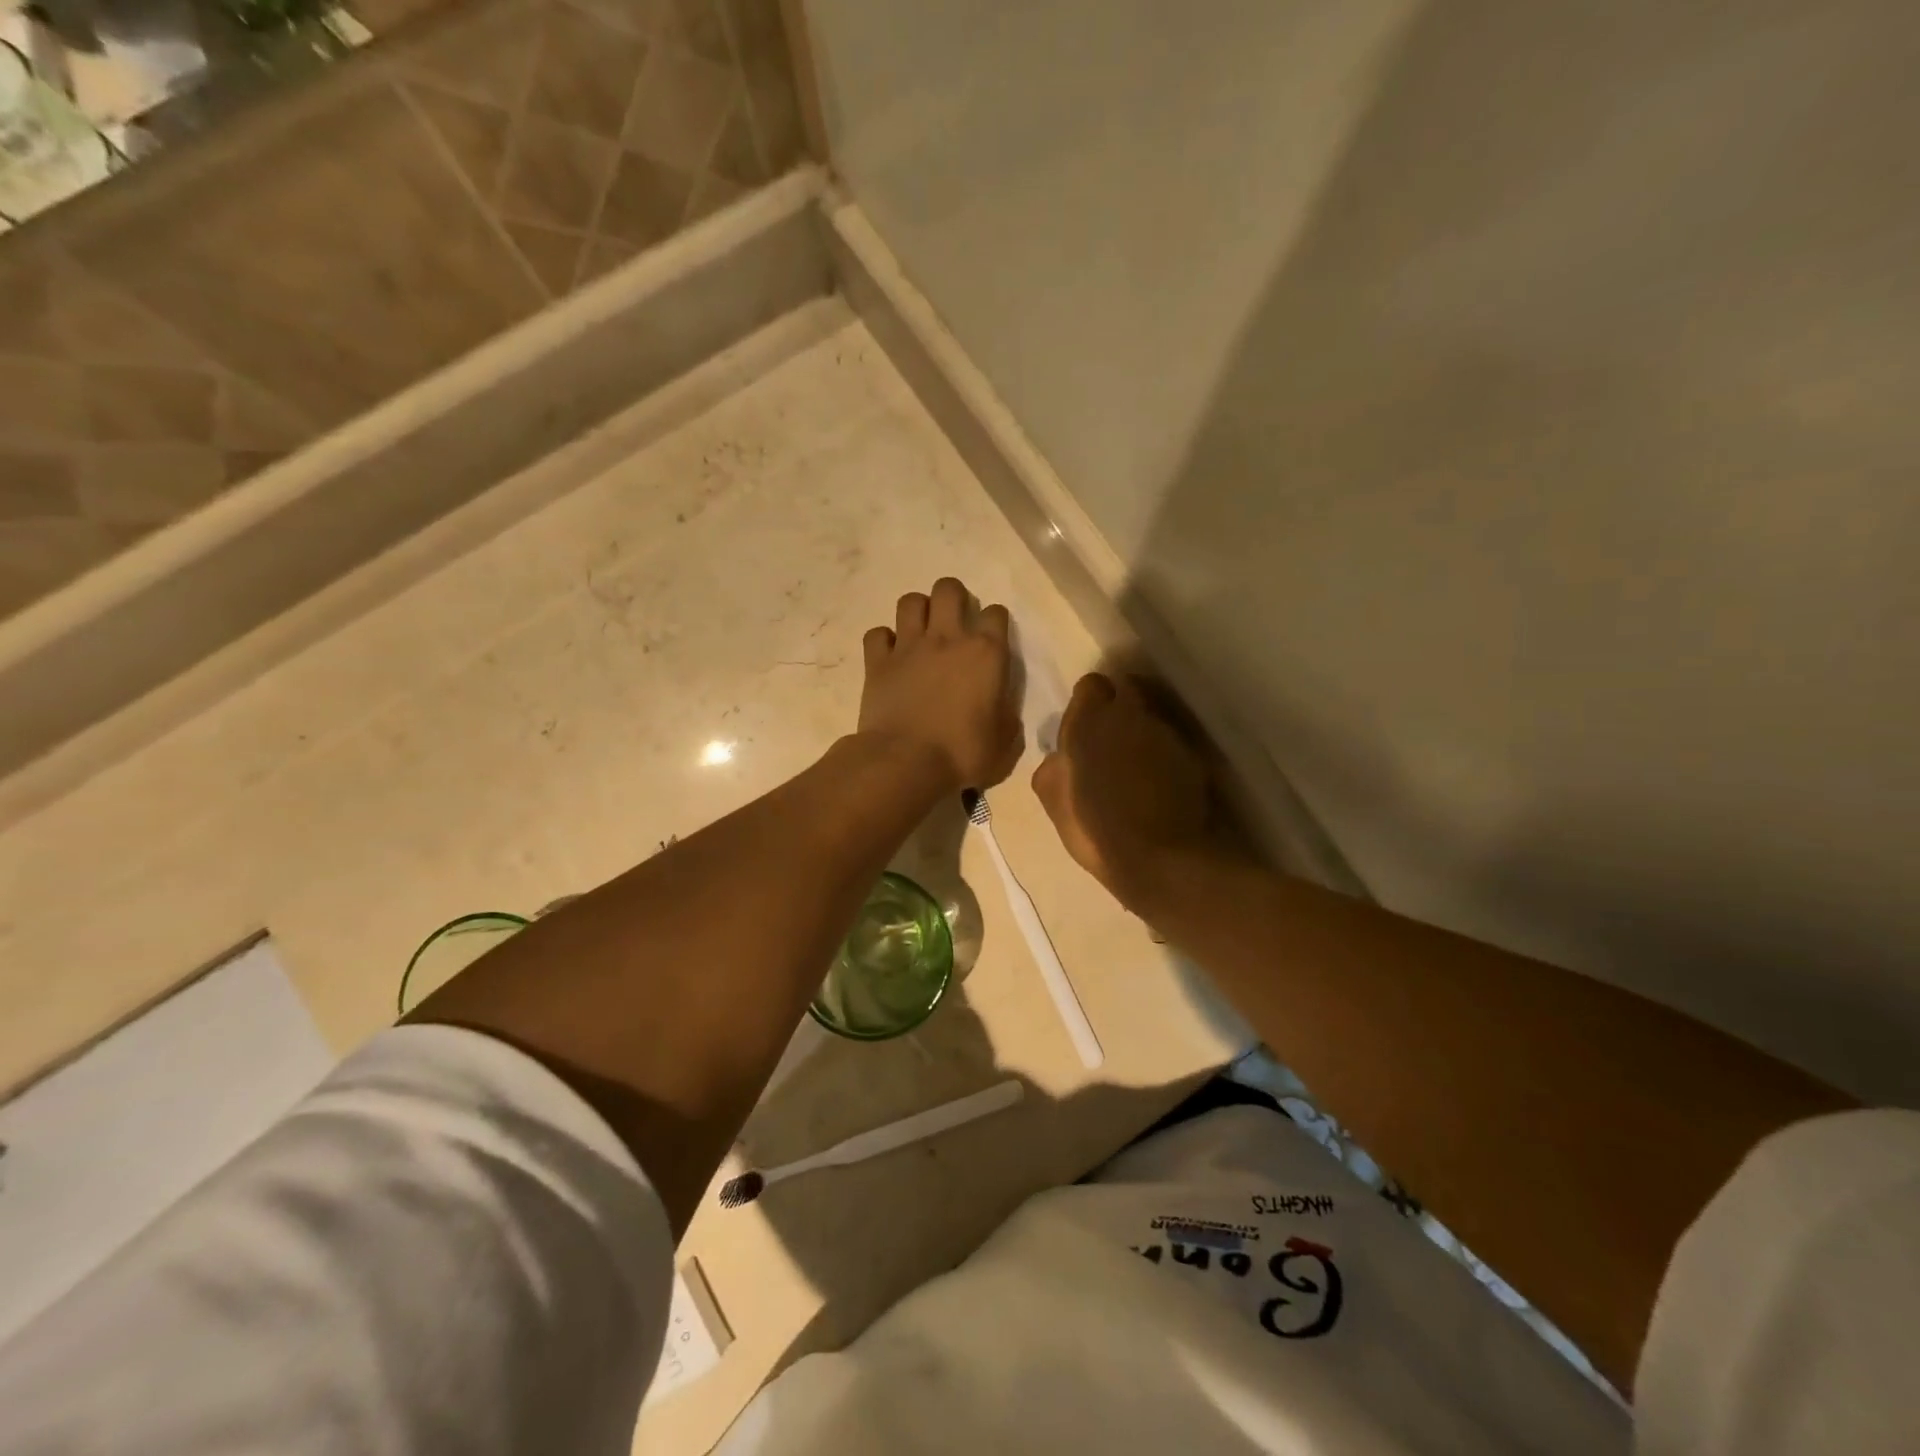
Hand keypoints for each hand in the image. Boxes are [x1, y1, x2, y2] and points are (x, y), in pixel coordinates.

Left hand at [858, 578, 1022, 789]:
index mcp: (986, 654)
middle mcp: (947, 639)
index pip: (996, 613)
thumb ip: (1006, 715)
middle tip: (954, 622)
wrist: (906, 762)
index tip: (992, 640)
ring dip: (918, 611)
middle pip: (948, 589)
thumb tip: (1000, 707)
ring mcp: (909, 647)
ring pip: (910, 601)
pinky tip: (890, 656)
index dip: (995, 622)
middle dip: (953, 597)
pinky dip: (883, 641)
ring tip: (921, 632)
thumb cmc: (963, 754)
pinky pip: (877, 634)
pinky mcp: (877, 662)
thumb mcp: (1004, 742)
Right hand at [1032, 673, 1231, 909]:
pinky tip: (1159, 784)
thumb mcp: (1054, 800)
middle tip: (1111, 744)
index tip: (1087, 727)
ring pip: (1150, 718)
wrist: (1160, 859)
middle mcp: (1130, 715)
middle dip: (1119, 711)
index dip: (1089, 703)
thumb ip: (1054, 766)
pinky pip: (1172, 744)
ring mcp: (1165, 734)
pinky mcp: (1192, 755)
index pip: (1091, 685)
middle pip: (1126, 693)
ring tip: (1136, 767)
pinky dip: (1164, 756)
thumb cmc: (1095, 829)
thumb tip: (1060, 755)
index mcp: (1089, 722)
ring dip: (1142, 733)